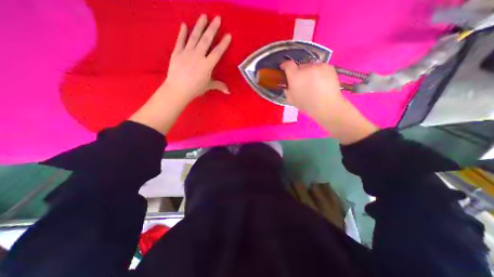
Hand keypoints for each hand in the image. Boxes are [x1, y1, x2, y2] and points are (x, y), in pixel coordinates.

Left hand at [131, 15, 231, 133]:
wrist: (178, 89)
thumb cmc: (195, 89)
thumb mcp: (208, 86)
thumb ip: (219, 85)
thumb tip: (229, 91)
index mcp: (207, 65)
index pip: (217, 52)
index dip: (223, 44)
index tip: (228, 35)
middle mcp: (198, 56)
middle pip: (206, 40)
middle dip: (212, 28)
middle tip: (217, 17)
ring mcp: (187, 52)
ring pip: (194, 37)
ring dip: (199, 26)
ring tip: (203, 16)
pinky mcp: (177, 52)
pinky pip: (180, 40)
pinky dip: (182, 32)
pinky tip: (184, 24)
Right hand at [280, 60, 344, 120]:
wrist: (327, 106)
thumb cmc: (307, 105)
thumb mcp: (291, 100)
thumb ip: (287, 90)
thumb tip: (288, 85)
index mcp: (295, 76)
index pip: (288, 65)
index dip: (284, 65)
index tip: (284, 68)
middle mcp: (307, 68)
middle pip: (300, 66)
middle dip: (298, 72)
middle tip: (301, 81)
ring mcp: (319, 66)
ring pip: (310, 66)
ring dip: (309, 72)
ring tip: (313, 82)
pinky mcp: (329, 67)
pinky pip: (320, 67)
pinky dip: (318, 72)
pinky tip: (321, 81)